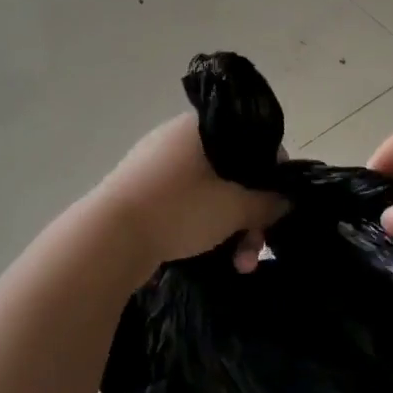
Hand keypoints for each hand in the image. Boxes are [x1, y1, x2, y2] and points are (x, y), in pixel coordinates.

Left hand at [95, 113, 287, 271]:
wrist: (107, 238)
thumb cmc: (178, 209)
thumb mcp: (234, 208)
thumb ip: (266, 202)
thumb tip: (286, 199)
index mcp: (199, 127)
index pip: (252, 141)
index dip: (272, 174)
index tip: (276, 207)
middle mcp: (177, 139)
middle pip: (232, 173)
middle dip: (250, 215)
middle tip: (255, 249)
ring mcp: (156, 167)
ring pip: (210, 194)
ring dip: (231, 228)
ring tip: (239, 265)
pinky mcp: (142, 194)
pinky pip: (186, 205)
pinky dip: (204, 228)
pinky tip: (213, 256)